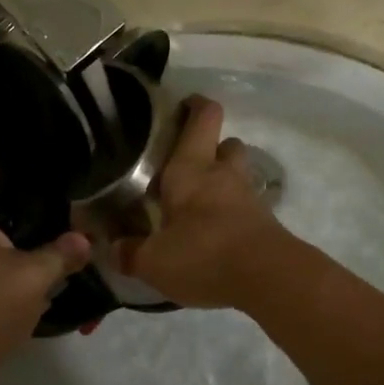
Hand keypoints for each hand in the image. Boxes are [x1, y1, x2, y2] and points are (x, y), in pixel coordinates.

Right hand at [115, 98, 286, 308]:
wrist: (270, 279)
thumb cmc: (204, 255)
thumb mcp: (154, 261)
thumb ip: (130, 253)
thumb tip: (113, 249)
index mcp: (191, 169)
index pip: (203, 118)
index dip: (195, 106)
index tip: (182, 106)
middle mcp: (223, 174)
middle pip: (226, 143)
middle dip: (210, 148)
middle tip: (185, 166)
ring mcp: (249, 197)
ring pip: (237, 174)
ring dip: (223, 180)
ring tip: (198, 202)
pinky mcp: (265, 222)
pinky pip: (246, 206)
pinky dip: (232, 212)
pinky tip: (214, 233)